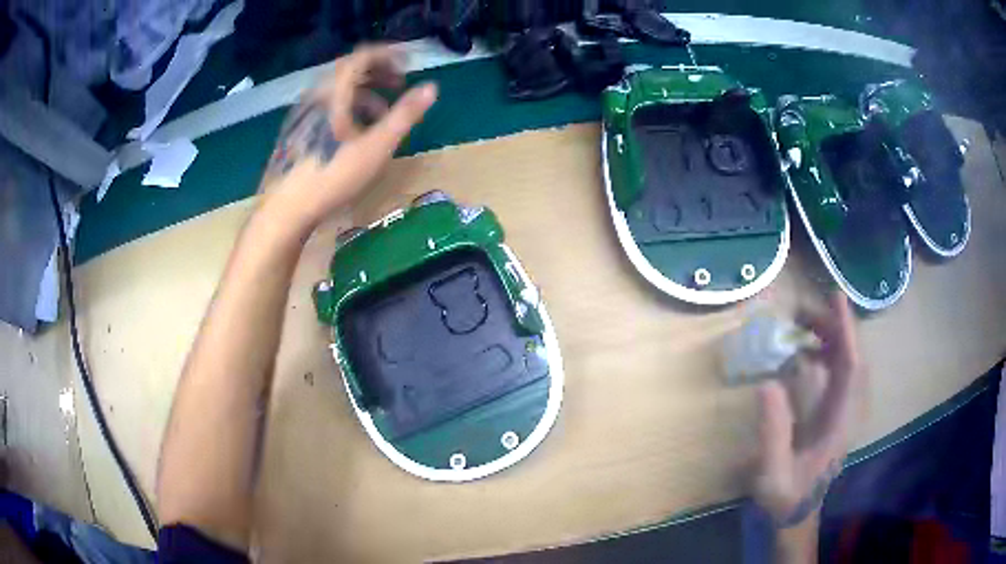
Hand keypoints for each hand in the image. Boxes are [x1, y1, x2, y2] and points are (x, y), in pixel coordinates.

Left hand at [256, 45, 437, 232]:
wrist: (282, 212)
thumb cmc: (331, 177)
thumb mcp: (375, 147)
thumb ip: (404, 115)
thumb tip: (432, 88)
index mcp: (332, 93)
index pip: (361, 57)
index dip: (388, 55)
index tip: (409, 64)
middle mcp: (314, 96)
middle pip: (347, 70)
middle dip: (377, 73)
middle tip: (399, 85)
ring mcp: (300, 114)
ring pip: (335, 91)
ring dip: (363, 94)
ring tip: (382, 115)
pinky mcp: (294, 132)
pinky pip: (324, 107)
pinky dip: (346, 108)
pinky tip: (354, 135)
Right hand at [752, 292, 863, 524]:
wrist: (796, 514)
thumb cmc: (785, 497)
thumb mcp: (773, 473)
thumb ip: (773, 433)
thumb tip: (768, 383)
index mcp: (840, 423)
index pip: (851, 368)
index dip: (846, 332)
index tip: (835, 299)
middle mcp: (847, 411)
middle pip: (851, 358)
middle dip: (833, 328)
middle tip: (801, 311)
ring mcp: (842, 411)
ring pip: (845, 363)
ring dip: (829, 337)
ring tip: (800, 323)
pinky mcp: (834, 412)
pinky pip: (836, 373)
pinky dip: (824, 353)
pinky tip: (803, 352)